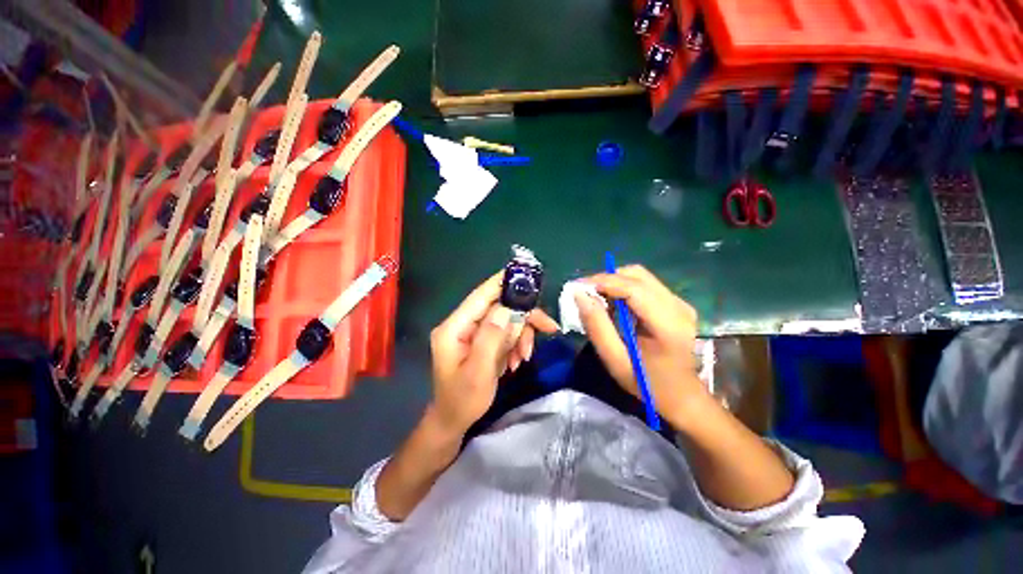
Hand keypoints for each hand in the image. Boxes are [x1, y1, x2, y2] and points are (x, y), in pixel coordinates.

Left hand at [429, 272, 558, 435]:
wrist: (454, 421)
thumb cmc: (463, 400)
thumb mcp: (479, 371)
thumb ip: (491, 337)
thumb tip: (507, 309)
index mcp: (454, 328)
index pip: (480, 296)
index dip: (502, 282)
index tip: (526, 275)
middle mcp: (462, 324)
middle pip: (498, 307)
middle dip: (523, 319)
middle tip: (548, 328)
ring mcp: (472, 332)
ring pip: (505, 320)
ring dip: (520, 336)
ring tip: (523, 357)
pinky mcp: (481, 340)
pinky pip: (504, 333)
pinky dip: (515, 344)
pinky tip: (516, 361)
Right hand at [576, 265, 709, 425]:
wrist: (682, 395)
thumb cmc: (647, 383)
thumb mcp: (615, 360)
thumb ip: (597, 327)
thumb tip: (579, 295)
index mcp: (668, 325)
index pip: (633, 288)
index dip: (603, 282)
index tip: (578, 287)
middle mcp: (678, 306)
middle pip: (637, 275)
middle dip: (606, 279)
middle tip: (585, 293)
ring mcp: (680, 302)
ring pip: (640, 276)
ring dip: (614, 282)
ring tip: (597, 299)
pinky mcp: (677, 303)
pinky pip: (645, 284)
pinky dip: (624, 288)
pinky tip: (614, 304)